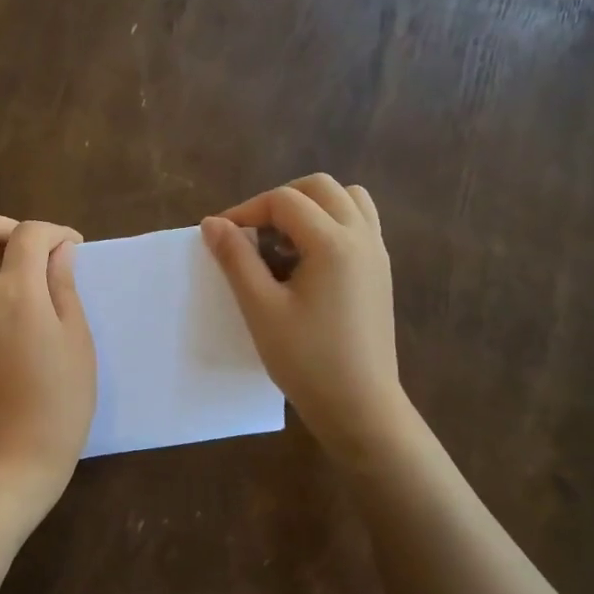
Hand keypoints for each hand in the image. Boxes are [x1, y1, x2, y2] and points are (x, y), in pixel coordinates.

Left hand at [0, 215, 96, 508]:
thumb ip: (64, 286)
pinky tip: (5, 336)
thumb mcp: (77, 340)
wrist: (12, 459)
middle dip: (6, 228)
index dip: (55, 232)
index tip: (72, 248)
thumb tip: (60, 251)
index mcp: (16, 293)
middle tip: (33, 253)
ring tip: (23, 294)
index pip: (29, 234)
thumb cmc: (60, 402)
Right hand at [201, 174, 405, 467]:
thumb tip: (212, 223)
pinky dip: (332, 222)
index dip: (246, 210)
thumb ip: (236, 259)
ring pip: (347, 199)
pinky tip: (308, 259)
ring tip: (283, 241)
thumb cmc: (306, 359)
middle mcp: (362, 236)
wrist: (360, 405)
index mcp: (333, 242)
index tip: (220, 238)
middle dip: (279, 200)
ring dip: (310, 206)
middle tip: (251, 234)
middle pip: (320, 188)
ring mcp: (377, 252)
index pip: (284, 201)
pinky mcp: (381, 271)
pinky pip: (360, 223)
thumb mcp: (261, 308)